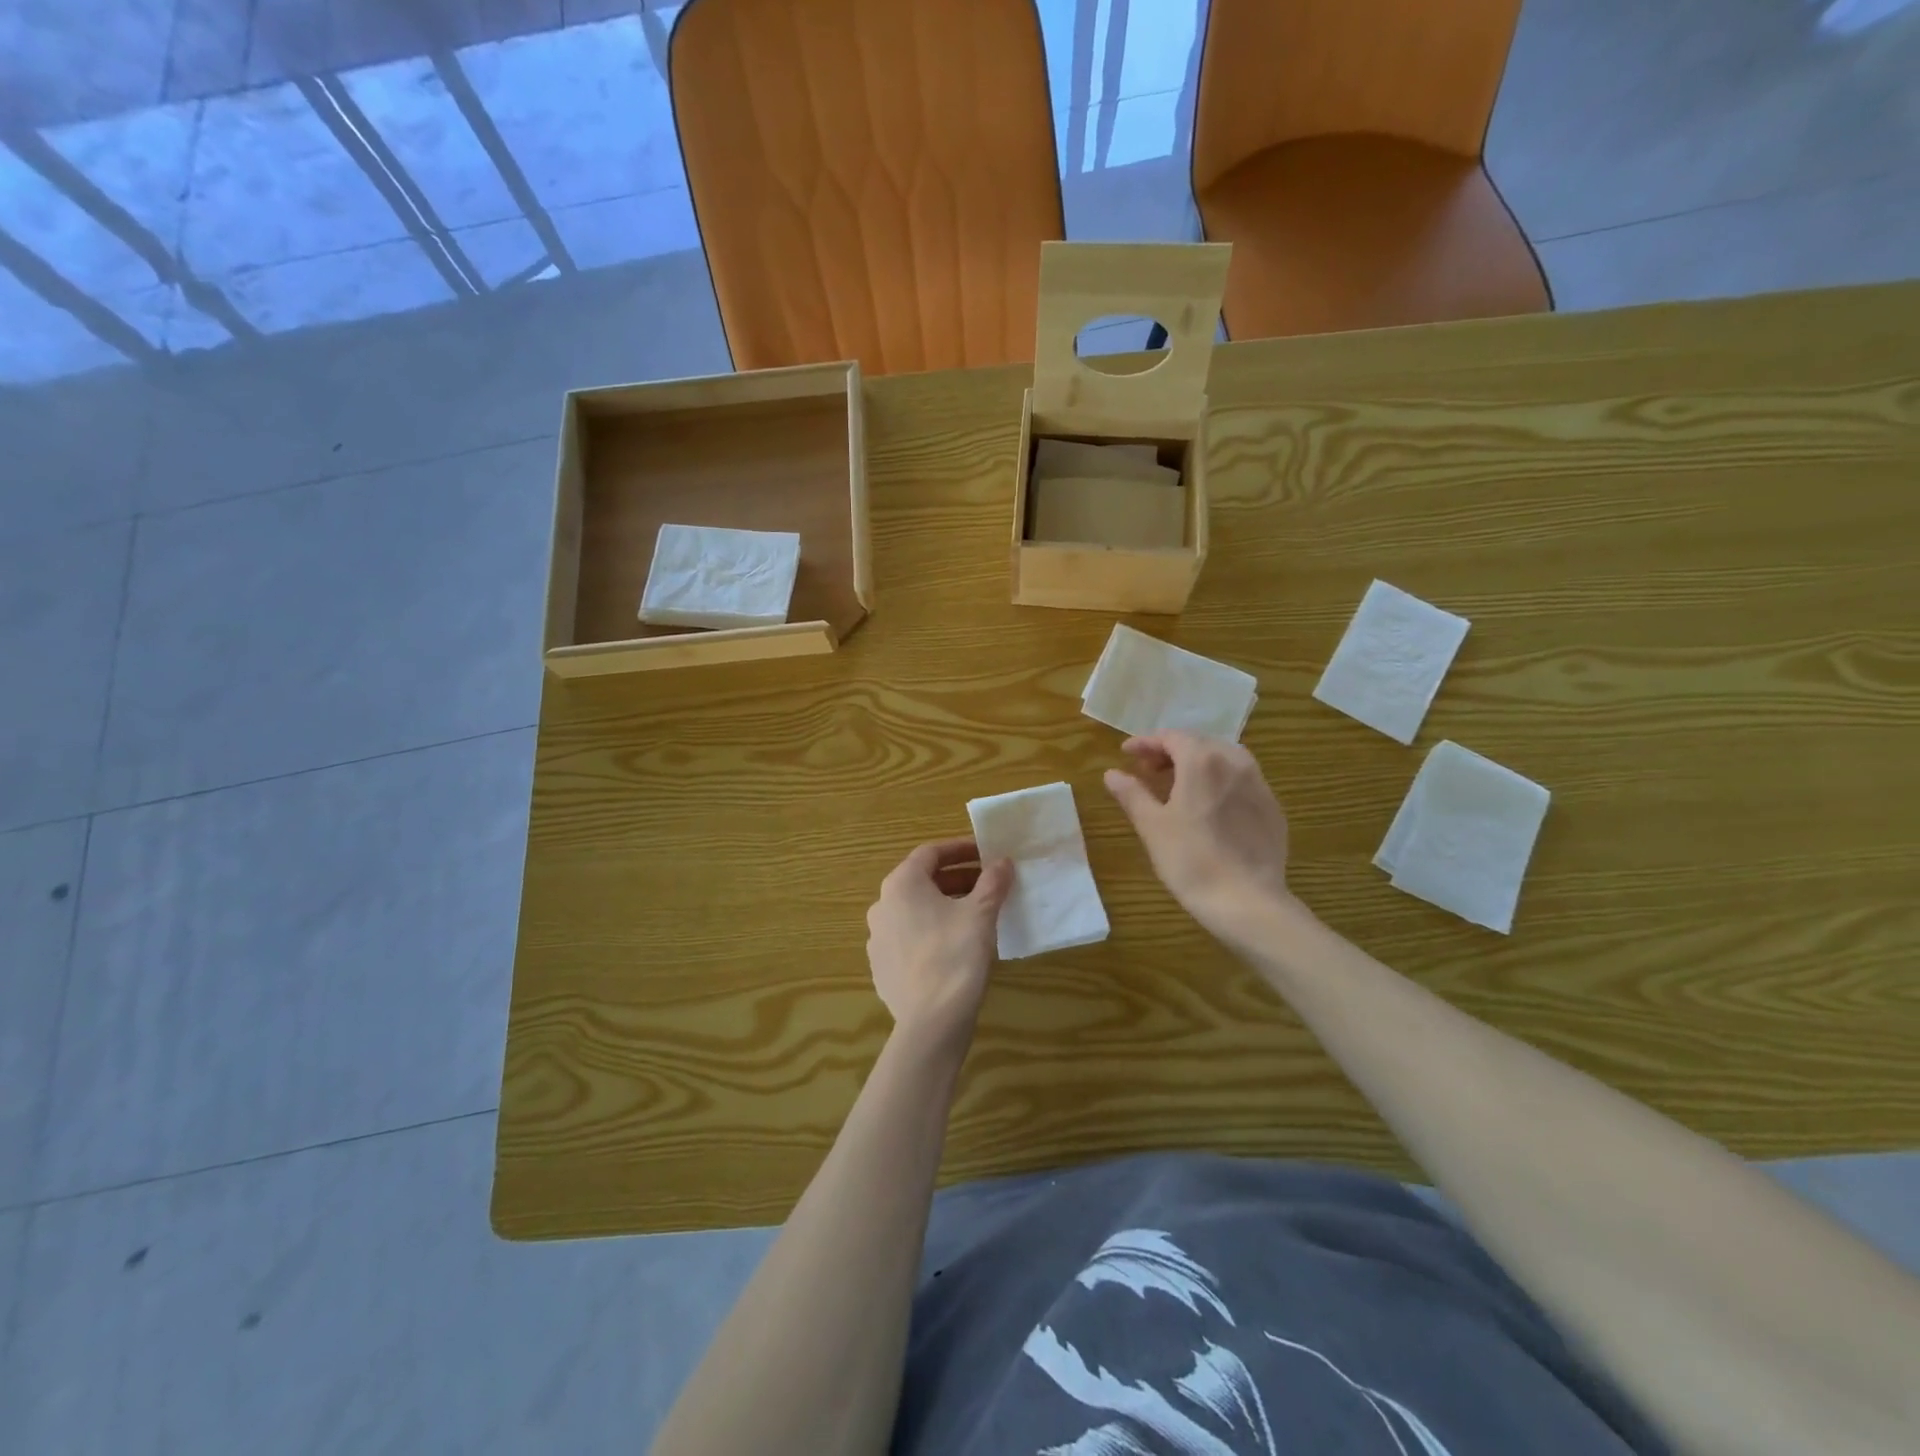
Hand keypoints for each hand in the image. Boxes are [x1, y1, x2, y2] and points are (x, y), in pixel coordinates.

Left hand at [865, 839, 1013, 1042]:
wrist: (931, 1022)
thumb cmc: (956, 956)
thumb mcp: (981, 914)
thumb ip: (992, 882)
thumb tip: (1002, 862)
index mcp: (901, 884)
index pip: (930, 853)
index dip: (960, 849)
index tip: (986, 854)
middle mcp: (881, 905)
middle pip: (921, 881)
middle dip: (956, 879)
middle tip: (987, 885)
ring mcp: (878, 938)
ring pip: (914, 910)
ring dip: (944, 905)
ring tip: (975, 915)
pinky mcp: (882, 967)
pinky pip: (909, 938)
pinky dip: (931, 931)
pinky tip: (954, 946)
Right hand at [1104, 733, 1296, 943]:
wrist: (1247, 901)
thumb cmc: (1191, 860)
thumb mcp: (1152, 826)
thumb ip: (1132, 794)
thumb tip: (1112, 773)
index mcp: (1202, 761)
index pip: (1171, 737)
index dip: (1146, 742)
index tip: (1126, 753)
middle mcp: (1235, 762)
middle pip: (1199, 743)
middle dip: (1171, 751)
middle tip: (1148, 768)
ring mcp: (1259, 784)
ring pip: (1225, 758)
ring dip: (1198, 763)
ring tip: (1179, 783)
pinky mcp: (1272, 808)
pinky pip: (1242, 780)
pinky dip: (1220, 781)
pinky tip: (1210, 805)